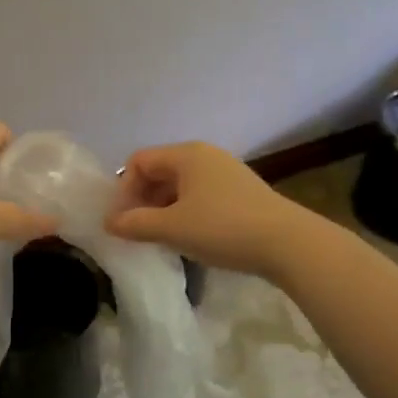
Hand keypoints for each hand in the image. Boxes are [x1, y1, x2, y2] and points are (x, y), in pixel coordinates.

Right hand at [104, 142, 308, 277]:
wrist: (288, 243)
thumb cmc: (223, 228)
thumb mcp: (173, 228)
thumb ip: (136, 224)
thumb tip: (110, 222)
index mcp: (186, 155)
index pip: (139, 161)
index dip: (123, 189)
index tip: (122, 221)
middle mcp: (205, 156)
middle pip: (159, 171)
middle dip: (142, 200)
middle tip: (136, 231)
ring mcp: (226, 173)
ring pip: (180, 185)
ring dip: (163, 208)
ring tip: (160, 237)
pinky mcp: (240, 192)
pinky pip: (200, 195)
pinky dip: (185, 212)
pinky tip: (189, 237)